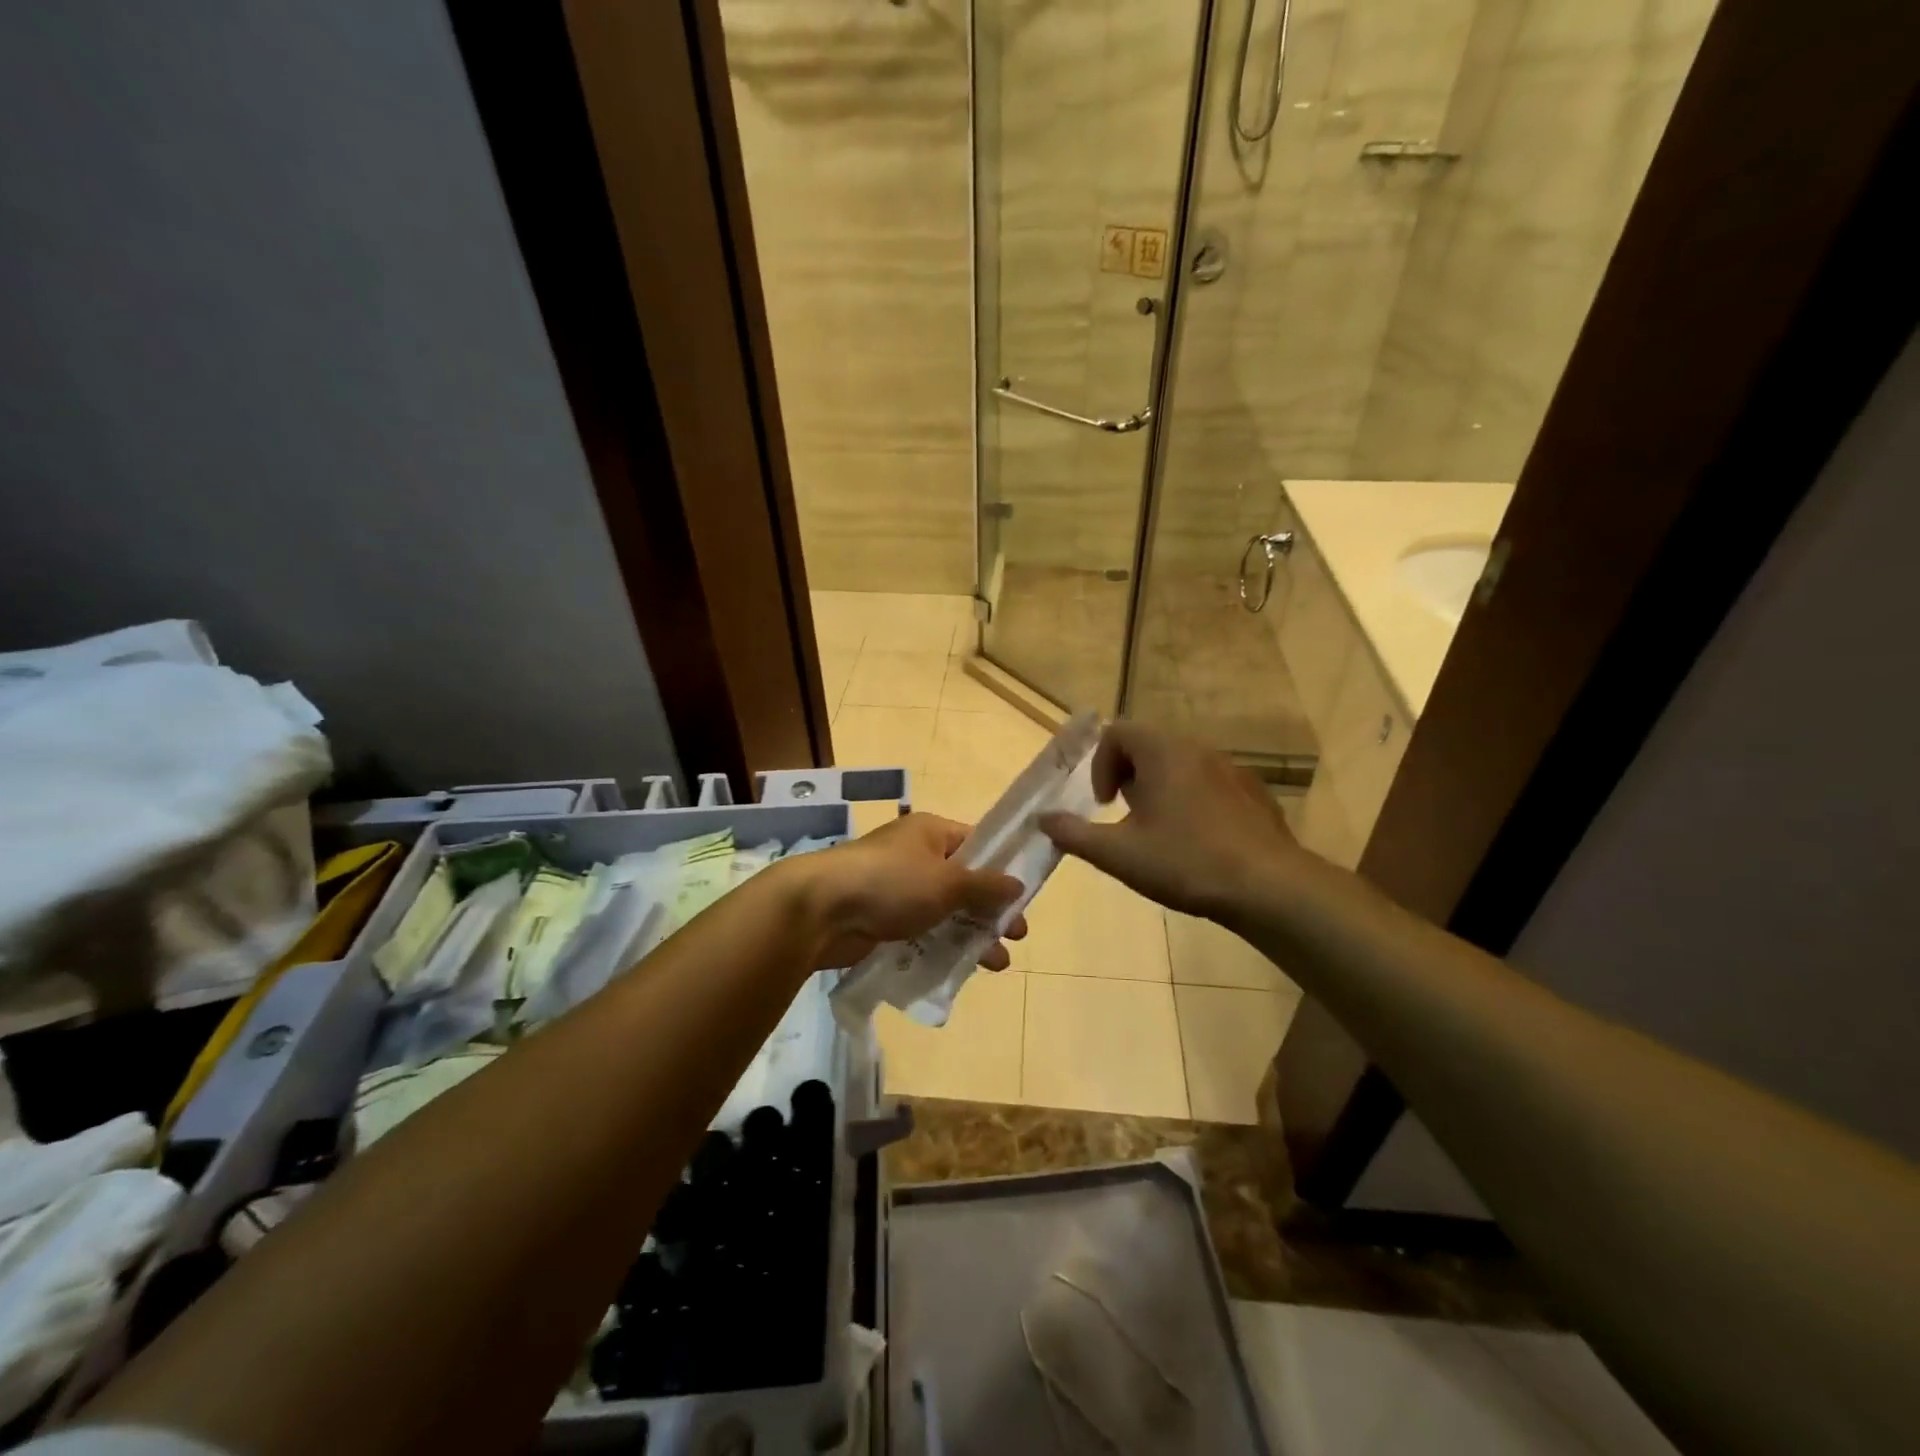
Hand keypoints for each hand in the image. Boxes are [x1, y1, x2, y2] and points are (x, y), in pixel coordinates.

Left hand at [786, 813, 1026, 971]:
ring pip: (946, 911)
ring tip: (997, 963)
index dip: (1003, 868)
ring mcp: (898, 888)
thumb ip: (986, 885)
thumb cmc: (891, 882)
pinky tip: (962, 969)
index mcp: (931, 833)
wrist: (821, 910)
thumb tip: (1018, 884)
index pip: (977, 844)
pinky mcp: (884, 919)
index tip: (1025, 896)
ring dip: (972, 935)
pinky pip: (923, 931)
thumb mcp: (947, 881)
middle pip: (965, 882)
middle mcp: (916, 856)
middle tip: (1017, 935)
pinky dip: (943, 946)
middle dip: (991, 910)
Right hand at [1040, 721, 1302, 920]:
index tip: (1104, 804)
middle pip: (1149, 744)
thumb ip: (1074, 834)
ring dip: (1160, 787)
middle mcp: (1197, 749)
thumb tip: (1041, 820)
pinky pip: (1210, 782)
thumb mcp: (1119, 854)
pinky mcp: (1253, 792)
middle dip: (1129, 776)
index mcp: (1163, 752)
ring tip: (1160, 831)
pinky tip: (1198, 841)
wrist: (1269, 887)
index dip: (1101, 764)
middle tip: (1127, 816)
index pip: (1118, 731)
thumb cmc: (1186, 862)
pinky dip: (1192, 799)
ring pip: (1181, 763)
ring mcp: (1231, 769)